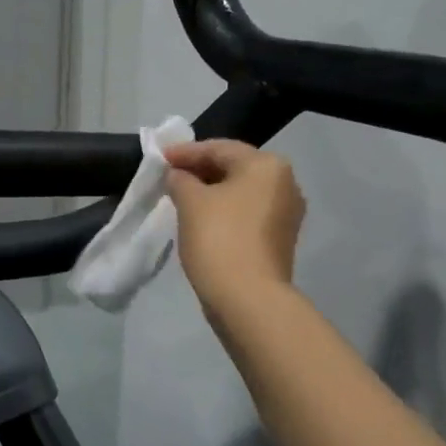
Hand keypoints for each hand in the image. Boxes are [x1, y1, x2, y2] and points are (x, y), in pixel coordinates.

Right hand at [164, 139, 305, 305]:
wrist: (248, 297)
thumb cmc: (218, 237)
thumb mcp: (189, 200)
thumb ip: (180, 179)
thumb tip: (178, 176)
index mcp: (267, 166)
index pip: (219, 148)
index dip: (185, 152)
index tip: (159, 158)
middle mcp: (285, 184)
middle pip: (234, 167)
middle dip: (199, 171)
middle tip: (169, 176)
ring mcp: (286, 214)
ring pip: (240, 192)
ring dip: (211, 192)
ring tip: (180, 197)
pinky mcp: (279, 239)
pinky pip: (246, 213)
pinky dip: (223, 210)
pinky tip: (200, 219)